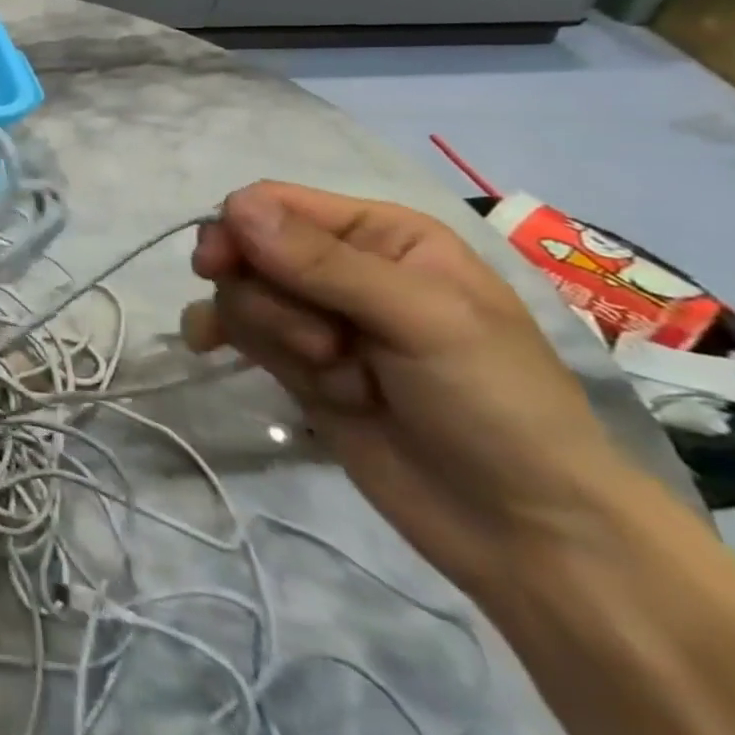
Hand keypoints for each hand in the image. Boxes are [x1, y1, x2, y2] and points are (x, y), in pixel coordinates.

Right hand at [184, 183, 632, 594]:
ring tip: (341, 382)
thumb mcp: (422, 320)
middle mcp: (340, 265)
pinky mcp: (293, 362)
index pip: (276, 203)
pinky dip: (221, 337)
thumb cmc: (496, 403)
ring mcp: (313, 317)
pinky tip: (209, 350)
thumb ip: (323, 263)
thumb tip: (234, 208)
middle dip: (268, 299)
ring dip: (273, 337)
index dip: (238, 229)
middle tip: (320, 346)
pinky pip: (232, 329)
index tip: (216, 266)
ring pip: (239, 294)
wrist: (525, 530)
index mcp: (381, 234)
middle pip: (248, 250)